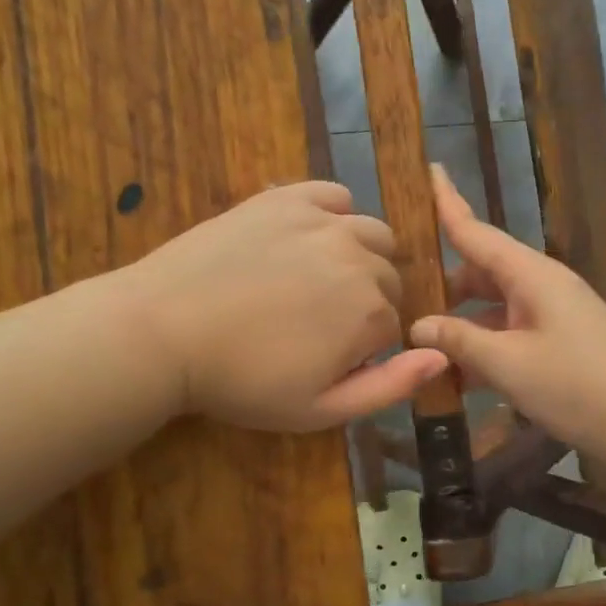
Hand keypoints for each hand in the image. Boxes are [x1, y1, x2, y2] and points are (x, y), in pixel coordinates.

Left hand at [125, 181, 447, 431]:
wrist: (163, 332)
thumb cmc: (242, 382)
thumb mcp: (320, 409)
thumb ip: (390, 386)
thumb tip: (442, 355)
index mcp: (371, 311)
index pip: (394, 324)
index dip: (365, 346)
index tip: (327, 358)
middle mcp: (359, 258)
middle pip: (388, 278)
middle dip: (366, 302)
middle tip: (316, 324)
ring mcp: (323, 222)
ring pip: (372, 234)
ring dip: (361, 257)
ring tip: (319, 280)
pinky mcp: (286, 198)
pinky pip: (334, 196)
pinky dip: (334, 215)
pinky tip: (309, 238)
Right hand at [408, 166, 605, 467]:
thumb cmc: (577, 385)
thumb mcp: (509, 364)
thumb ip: (459, 340)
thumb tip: (418, 324)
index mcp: (531, 274)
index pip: (477, 231)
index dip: (448, 203)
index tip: (427, 170)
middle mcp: (541, 285)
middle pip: (481, 272)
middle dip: (442, 286)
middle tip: (398, 300)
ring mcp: (552, 315)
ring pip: (494, 309)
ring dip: (461, 326)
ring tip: (419, 348)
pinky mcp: (560, 343)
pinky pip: (511, 335)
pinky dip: (485, 349)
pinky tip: (457, 378)